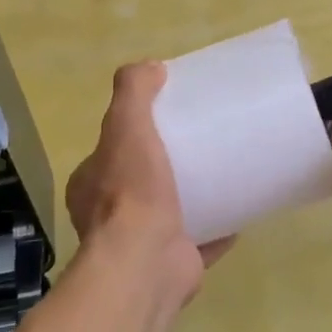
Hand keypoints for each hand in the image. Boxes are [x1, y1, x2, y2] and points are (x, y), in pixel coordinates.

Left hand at [65, 62, 224, 310]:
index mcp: (91, 186)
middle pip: (141, 181)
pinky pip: (201, 239)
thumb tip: (150, 66)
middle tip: (200, 142)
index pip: (110, 151)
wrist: (146, 264)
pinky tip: (240, 209)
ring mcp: (143, 244)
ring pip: (170, 212)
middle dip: (166, 165)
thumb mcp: (125, 127)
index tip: (166, 119)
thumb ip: (133, 92)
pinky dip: (218, 227)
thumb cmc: (131, 192)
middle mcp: (110, 217)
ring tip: (223, 171)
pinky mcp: (175, 263)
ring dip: (192, 196)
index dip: (133, 133)